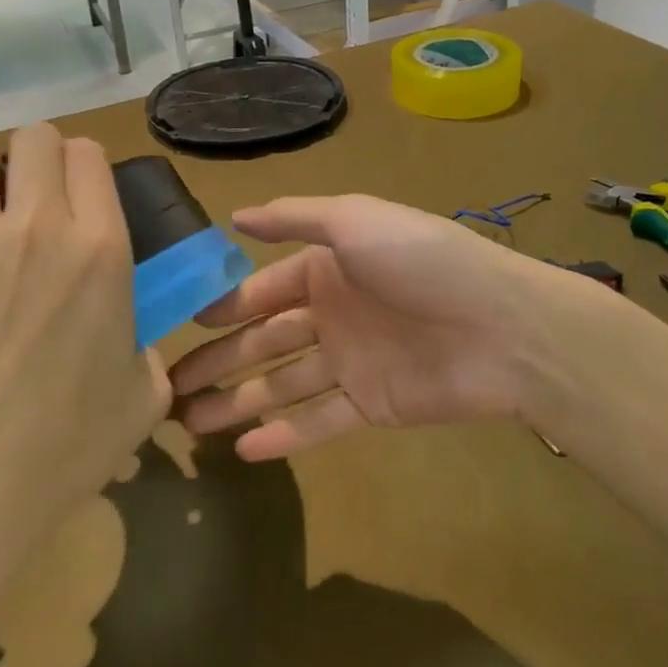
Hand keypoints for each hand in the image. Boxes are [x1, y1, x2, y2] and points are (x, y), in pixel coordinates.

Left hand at [0, 124, 168, 588]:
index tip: (76, 194)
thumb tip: (132, 340)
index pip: (90, 156)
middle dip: (37, 158)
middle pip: (36, 138)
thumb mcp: (142, 400)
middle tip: (30, 198)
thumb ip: (148, 352)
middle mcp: (39, 225)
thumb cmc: (61, 449)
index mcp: (102, 250)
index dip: (83, 166)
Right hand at [170, 195, 609, 458]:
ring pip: (281, 385)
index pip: (262, 290)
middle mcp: (333, 314)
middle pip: (263, 341)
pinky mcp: (371, 407)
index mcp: (327, 268)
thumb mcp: (355, 219)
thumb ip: (294, 217)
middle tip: (166, 387)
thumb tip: (235, 215)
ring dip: (238, 402)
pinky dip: (284, 436)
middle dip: (217, 362)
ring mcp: (351, 363)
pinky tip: (244, 451)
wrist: (501, 326)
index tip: (179, 326)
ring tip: (189, 425)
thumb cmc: (421, 262)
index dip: (222, 308)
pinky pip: (318, 422)